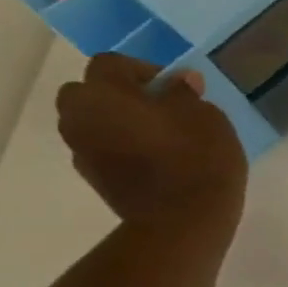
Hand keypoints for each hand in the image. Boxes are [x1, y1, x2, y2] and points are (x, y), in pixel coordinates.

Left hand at [56, 53, 246, 239]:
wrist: (183, 222)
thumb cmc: (198, 161)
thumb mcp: (208, 119)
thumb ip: (187, 95)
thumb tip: (180, 82)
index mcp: (103, 92)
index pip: (113, 64)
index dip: (147, 71)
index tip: (179, 90)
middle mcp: (79, 115)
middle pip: (91, 92)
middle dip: (121, 96)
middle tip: (162, 111)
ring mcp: (81, 149)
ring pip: (95, 122)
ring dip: (119, 123)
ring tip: (160, 139)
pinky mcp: (93, 179)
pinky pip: (103, 150)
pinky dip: (121, 149)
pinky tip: (154, 163)